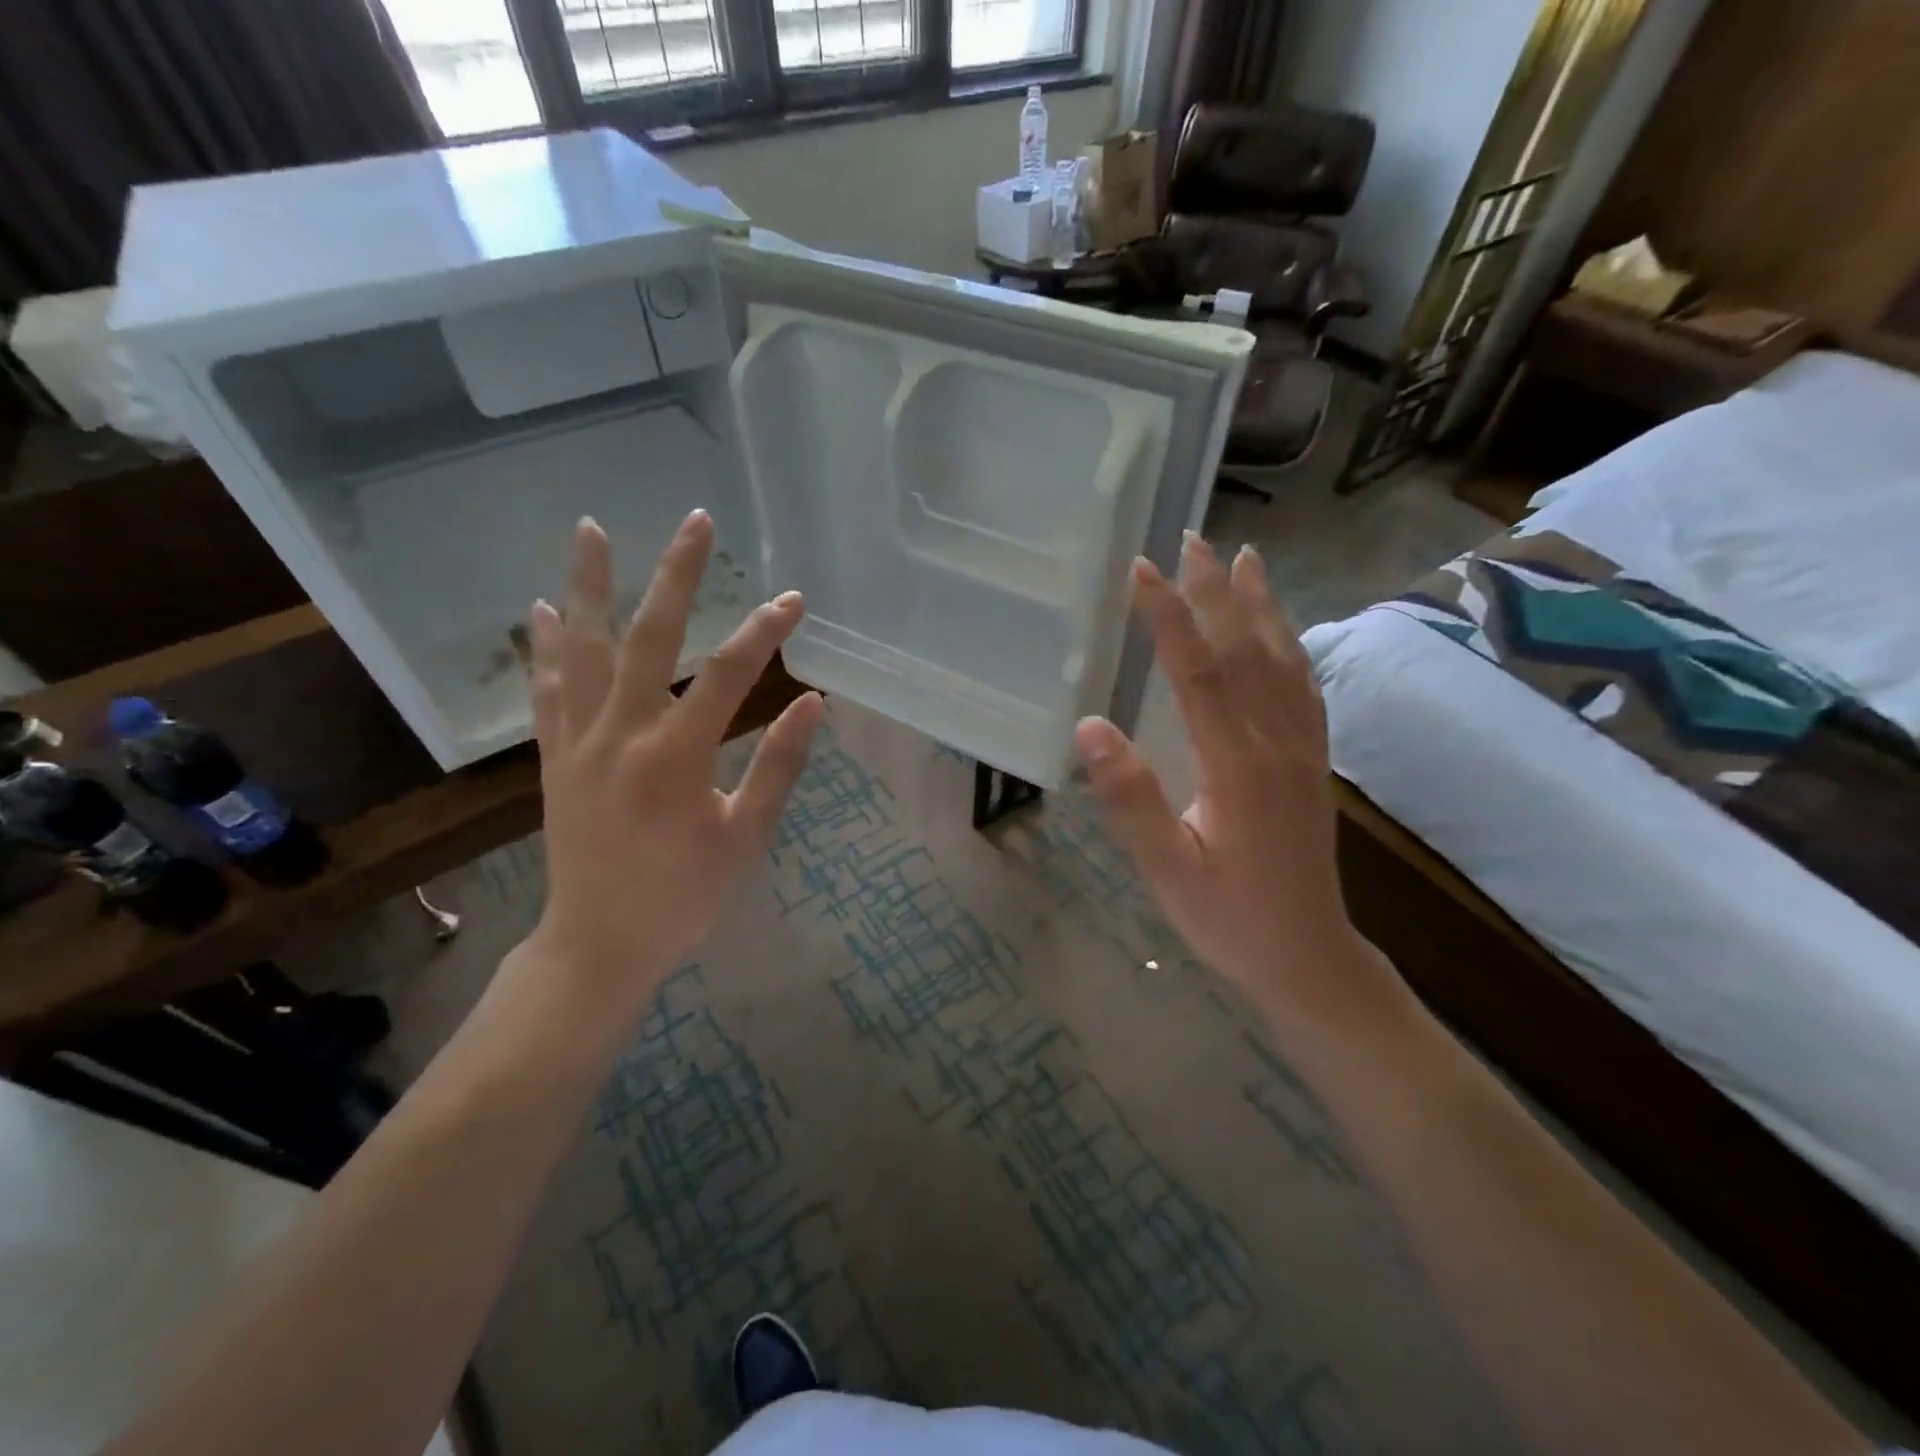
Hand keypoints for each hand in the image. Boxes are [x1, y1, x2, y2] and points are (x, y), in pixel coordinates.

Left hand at [522, 512, 822, 1016]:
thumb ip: (778, 766)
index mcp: (676, 757)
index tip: (794, 601)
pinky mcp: (553, 756)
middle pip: (649, 637)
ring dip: (588, 585)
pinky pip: (547, 689)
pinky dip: (545, 646)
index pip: (728, 676)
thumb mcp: (745, 837)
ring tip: (590, 528)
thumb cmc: (683, 896)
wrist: (599, 944)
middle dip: (676, 575)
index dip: (764, 633)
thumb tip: (813, 703)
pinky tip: (541, 608)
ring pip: (582, 649)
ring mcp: (578, 741)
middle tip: (694, 521)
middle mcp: (622, 733)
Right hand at [1074, 533, 1401, 1032]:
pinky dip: (1291, 645)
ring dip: (1260, 605)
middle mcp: (1276, 742)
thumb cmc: (1228, 918)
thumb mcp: (1166, 870)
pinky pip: (1305, 688)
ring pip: (1283, 660)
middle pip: (1245, 650)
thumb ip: (1131, 799)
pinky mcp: (1312, 761)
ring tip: (1245, 558)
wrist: (1308, 956)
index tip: (1142, 568)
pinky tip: (1283, 630)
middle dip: (1216, 591)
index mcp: (1236, 764)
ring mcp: (1302, 749)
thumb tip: (1090, 725)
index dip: (1169, 615)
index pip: (1199, 671)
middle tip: (1193, 539)